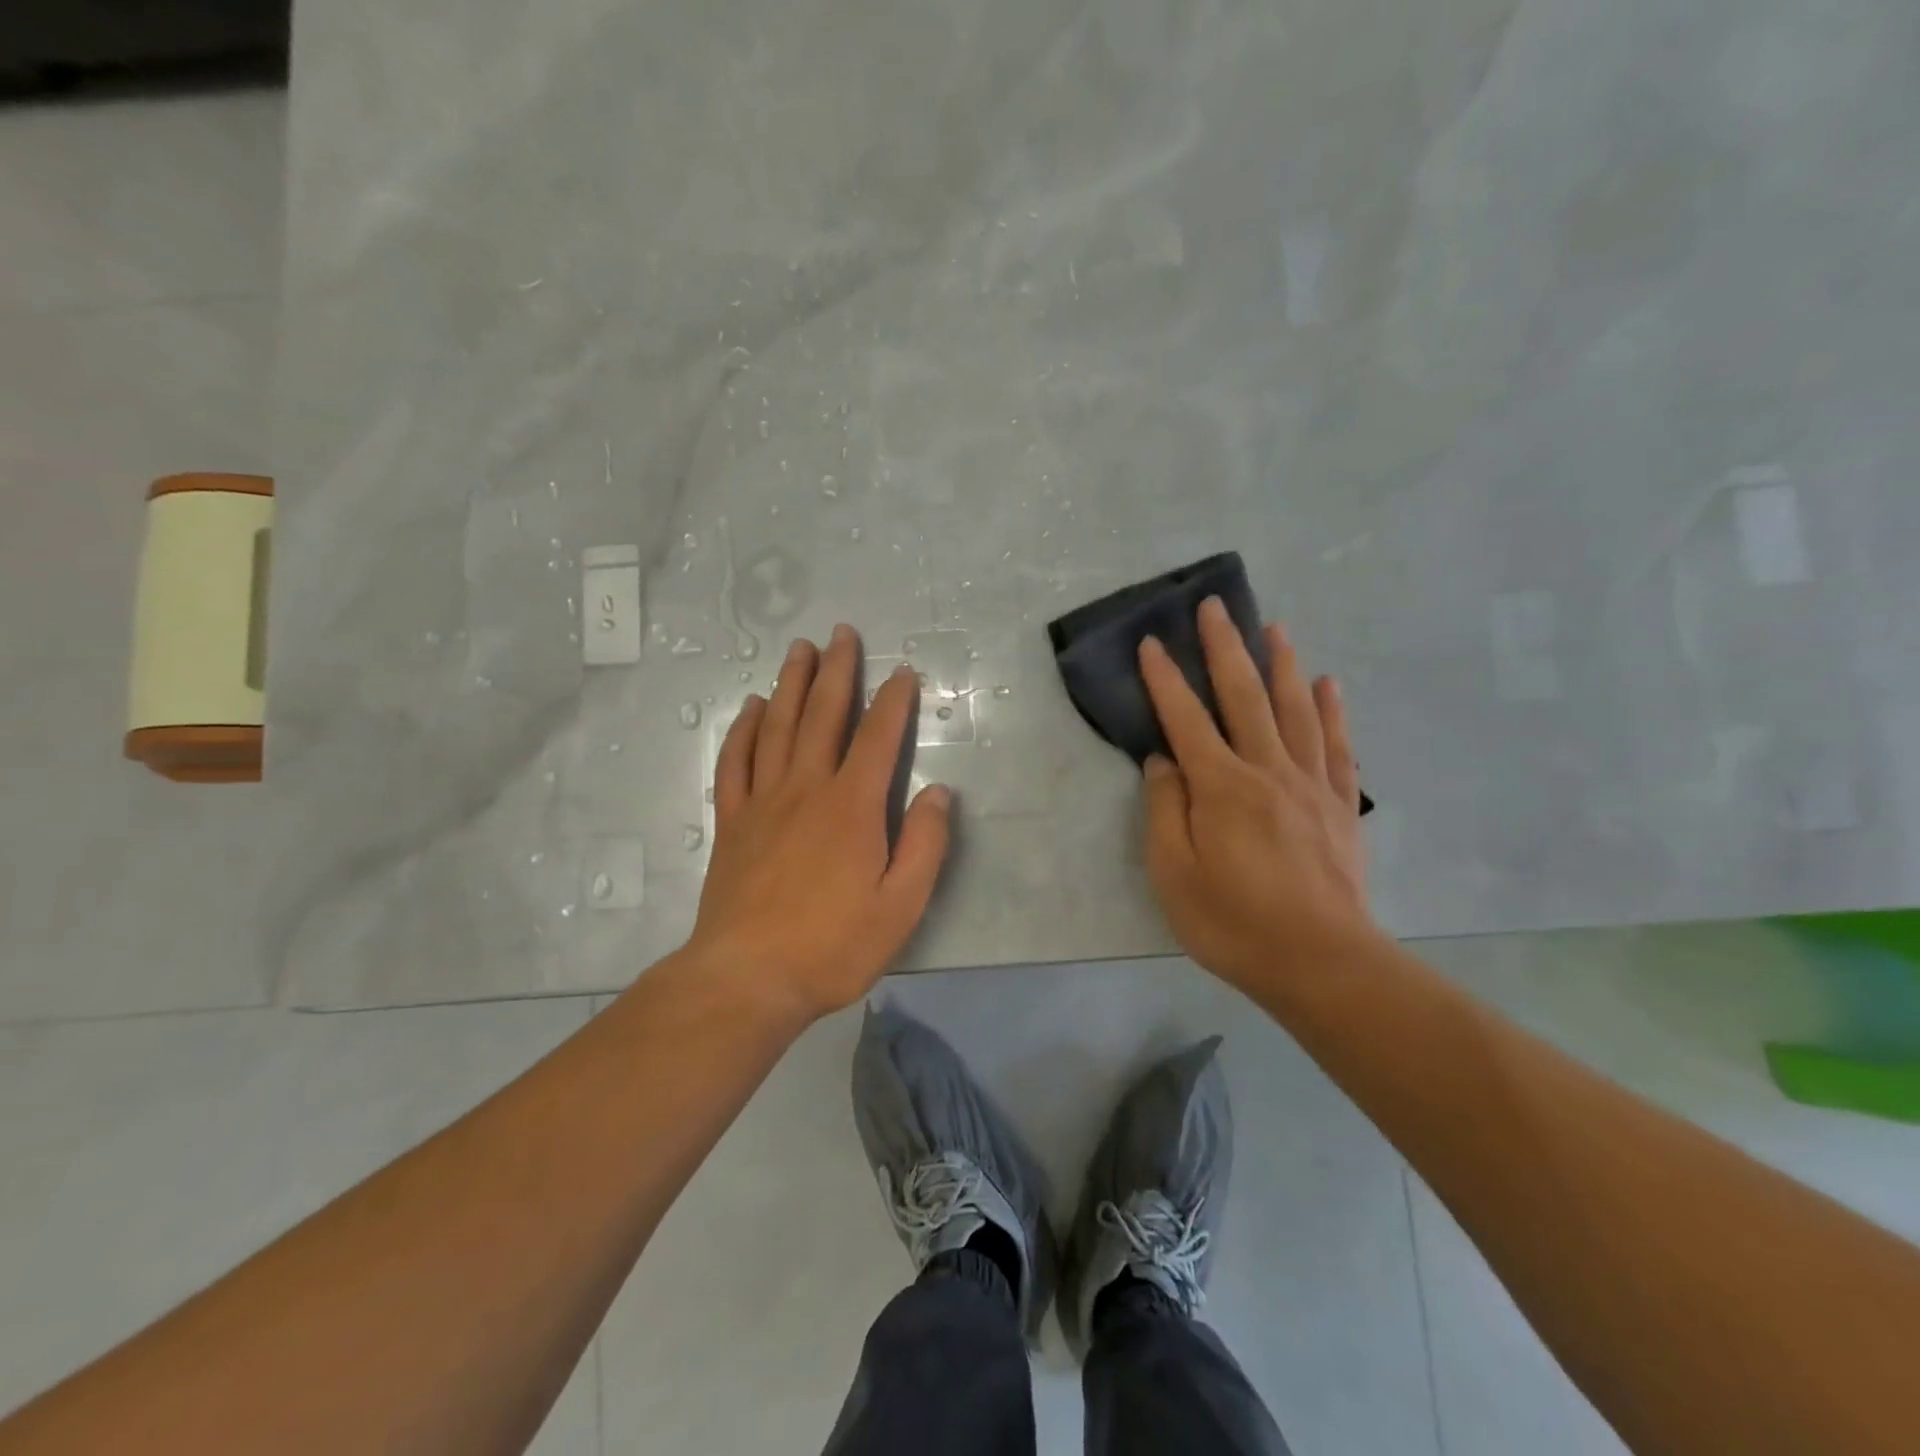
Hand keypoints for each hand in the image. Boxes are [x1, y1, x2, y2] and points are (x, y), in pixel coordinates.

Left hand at [684, 624, 951, 1023]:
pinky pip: (735, 761)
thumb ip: (924, 845)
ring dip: (790, 684)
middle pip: (823, 715)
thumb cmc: (832, 945)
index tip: (903, 672)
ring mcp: (763, 801)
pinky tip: (752, 708)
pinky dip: (744, 729)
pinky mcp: (731, 821)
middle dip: (837, 671)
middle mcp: (806, 788)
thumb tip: (939, 793)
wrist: (747, 977)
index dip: (893, 701)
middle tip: (842, 633)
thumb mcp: (901, 906)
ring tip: (799, 650)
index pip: (879, 737)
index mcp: (852, 806)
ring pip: (777, 726)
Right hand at [1137, 596, 1374, 992]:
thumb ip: (1165, 810)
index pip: (1186, 719)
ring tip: (1273, 627)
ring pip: (1295, 710)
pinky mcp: (1340, 805)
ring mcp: (1310, 784)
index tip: (1152, 642)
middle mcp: (1267, 770)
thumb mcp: (1174, 874)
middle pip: (1244, 697)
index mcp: (1221, 787)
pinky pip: (1337, 746)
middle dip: (1225, 648)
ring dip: (1281, 664)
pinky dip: (1332, 711)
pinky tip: (1328, 684)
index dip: (1166, 679)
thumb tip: (1163, 761)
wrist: (1322, 963)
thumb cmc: (1234, 922)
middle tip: (1215, 606)